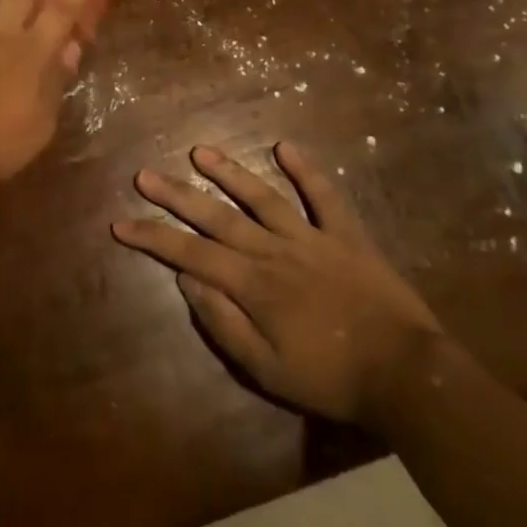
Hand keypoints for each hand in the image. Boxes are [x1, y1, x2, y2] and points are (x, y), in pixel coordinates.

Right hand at [112, 143, 441, 427]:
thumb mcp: (265, 370)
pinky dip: (306, 170)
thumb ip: (222, 323)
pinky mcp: (346, 234)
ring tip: (201, 151)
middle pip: (217, 217)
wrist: (405, 374)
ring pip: (262, 196)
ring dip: (230, 172)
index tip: (122, 223)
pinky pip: (324, 196)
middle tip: (145, 175)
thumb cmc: (330, 379)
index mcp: (253, 285)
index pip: (190, 255)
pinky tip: (286, 146)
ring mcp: (311, 237)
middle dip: (177, 196)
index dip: (153, 238)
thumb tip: (186, 282)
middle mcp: (274, 250)